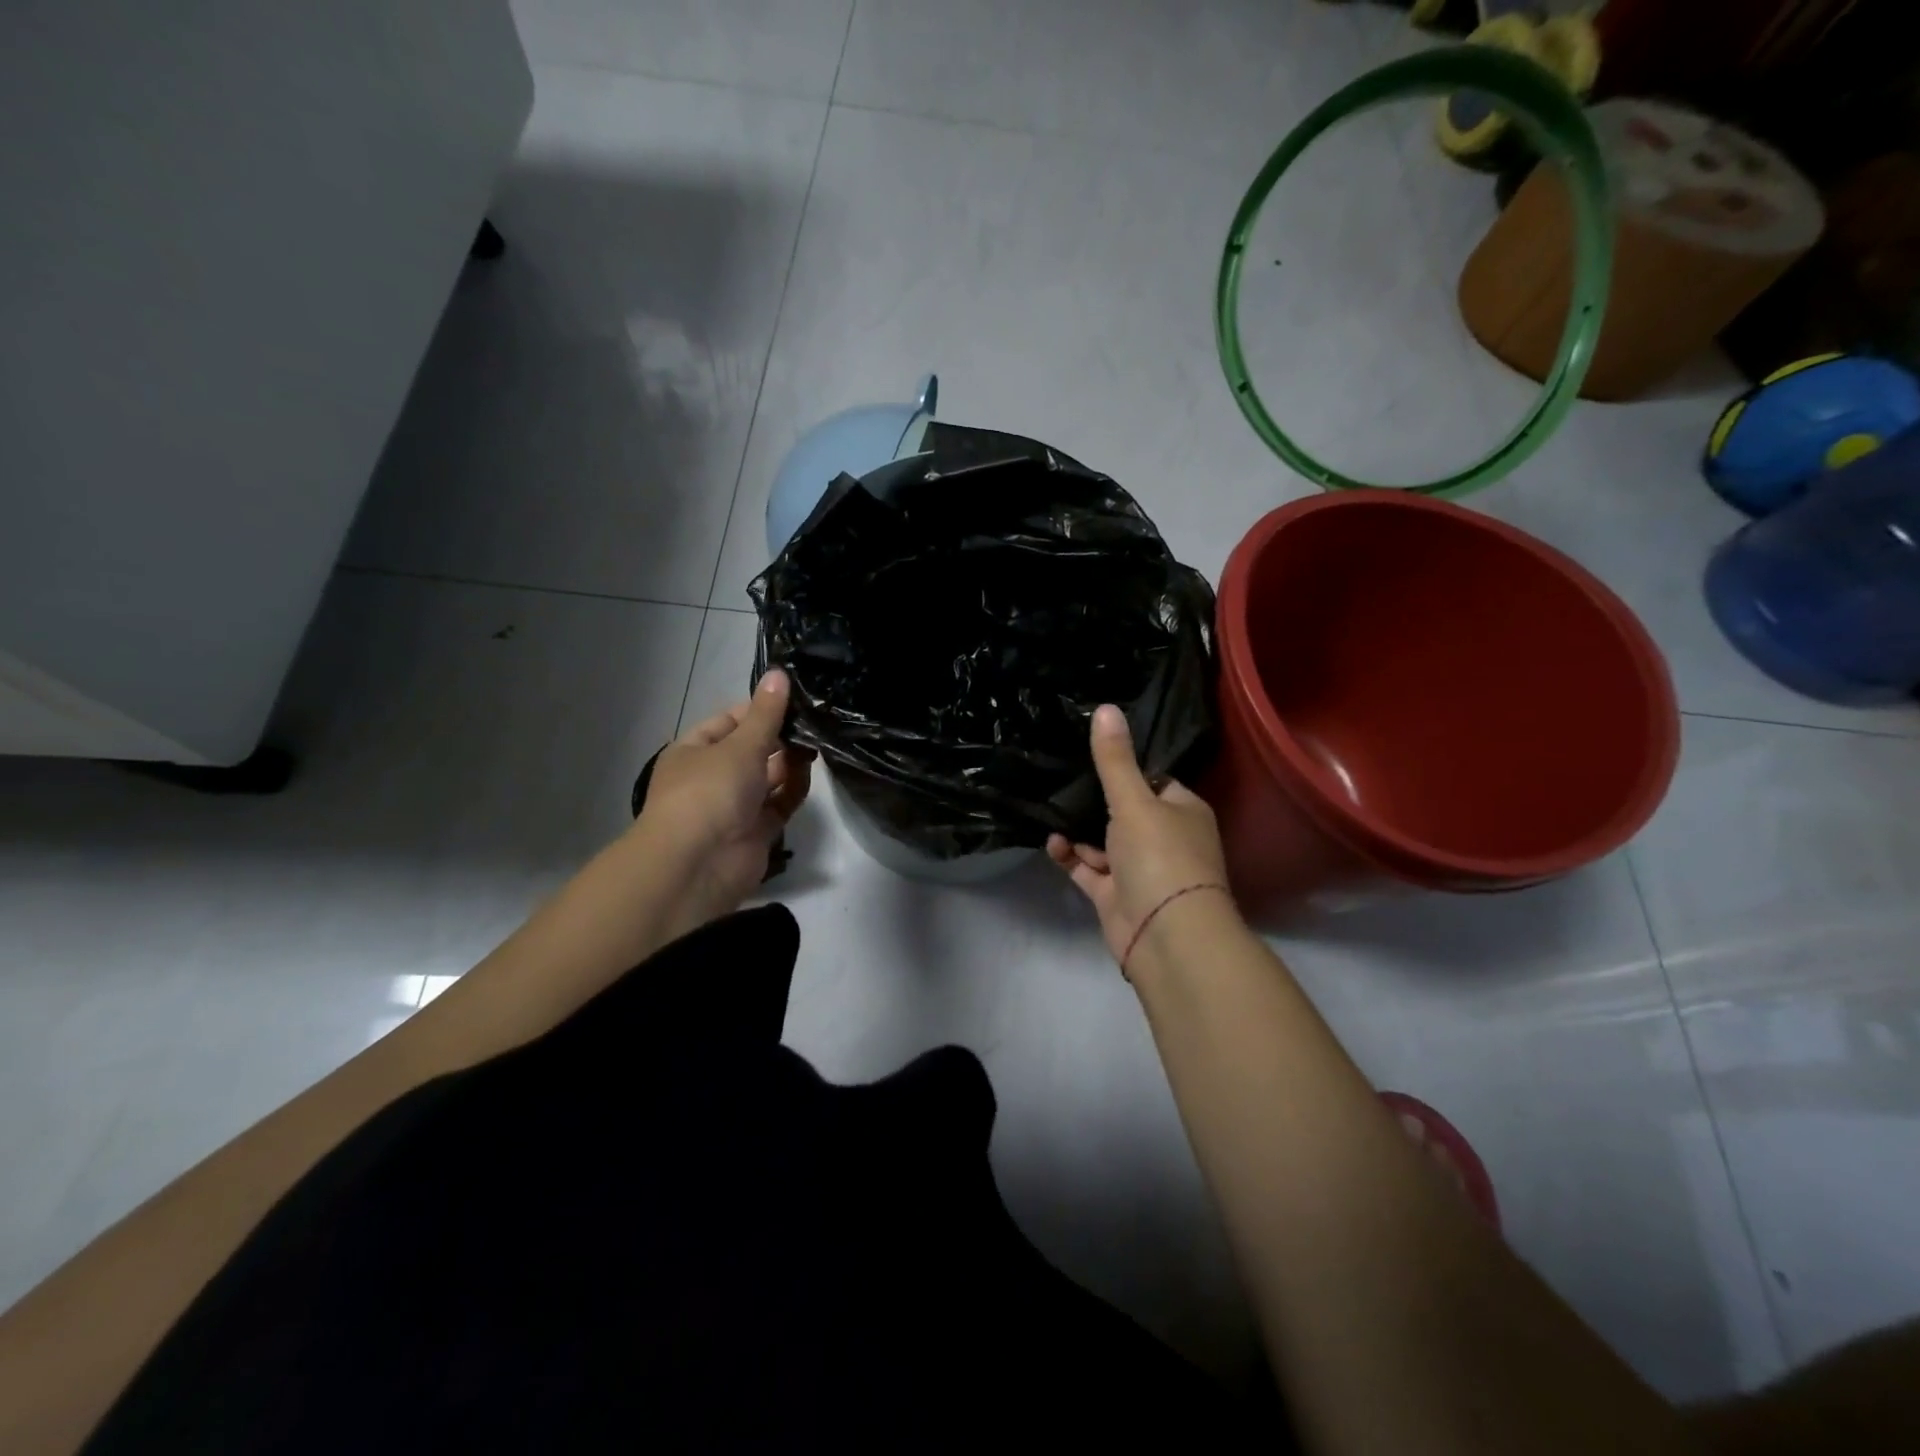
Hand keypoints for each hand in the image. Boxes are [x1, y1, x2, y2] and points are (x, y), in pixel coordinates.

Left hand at [638, 668, 812, 923]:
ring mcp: (735, 806)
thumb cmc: (710, 792)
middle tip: (815, 721)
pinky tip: (809, 773)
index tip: (794, 699)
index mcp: (695, 751)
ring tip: (817, 744)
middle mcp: (714, 776)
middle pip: (753, 749)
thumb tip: (779, 673)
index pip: (730, 721)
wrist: (699, 864)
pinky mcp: (757, 831)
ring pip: (769, 777)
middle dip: (780, 737)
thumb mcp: (740, 745)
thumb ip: (766, 713)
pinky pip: (780, 803)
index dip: (760, 709)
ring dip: (790, 762)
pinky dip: (794, 790)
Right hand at [1047, 704, 1234, 971]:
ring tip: (1050, 807)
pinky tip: (1053, 843)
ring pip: (1103, 841)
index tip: (1091, 752)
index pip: (1154, 779)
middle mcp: (1164, 837)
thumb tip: (1105, 707)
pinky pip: (1089, 869)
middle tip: (1060, 776)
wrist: (1166, 936)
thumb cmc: (1160, 857)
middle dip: (1095, 799)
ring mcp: (1139, 869)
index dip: (1126, 768)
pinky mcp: (1116, 895)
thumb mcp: (1134, 801)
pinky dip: (1072, 856)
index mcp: (1182, 810)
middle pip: (1125, 810)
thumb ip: (1114, 759)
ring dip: (1079, 829)